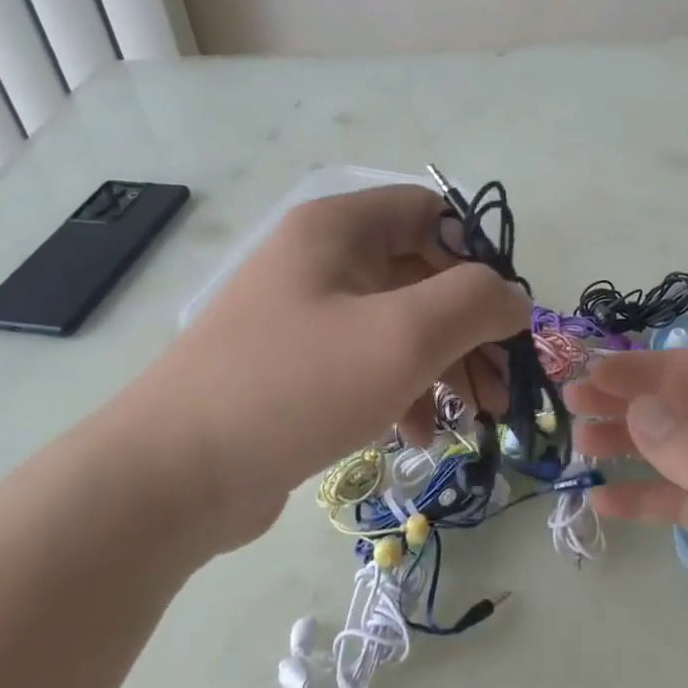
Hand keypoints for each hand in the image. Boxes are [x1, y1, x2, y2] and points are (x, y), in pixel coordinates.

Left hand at [95, 186, 529, 556]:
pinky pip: (368, 363)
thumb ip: (474, 303)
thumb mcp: (402, 336)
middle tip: (501, 385)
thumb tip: (513, 297)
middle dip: (469, 329)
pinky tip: (419, 435)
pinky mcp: (296, 368)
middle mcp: (320, 260)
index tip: (504, 313)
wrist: (174, 474)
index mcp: (338, 228)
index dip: (477, 256)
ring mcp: (304, 315)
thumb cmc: (296, 386)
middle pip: (421, 275)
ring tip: (473, 417)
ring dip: (444, 366)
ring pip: (399, 324)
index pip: (430, 213)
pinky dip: (403, 391)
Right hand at [568, 350, 687, 687]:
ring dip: (630, 445)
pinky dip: (644, 499)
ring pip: (679, 454)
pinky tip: (605, 502)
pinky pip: (682, 505)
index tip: (596, 374)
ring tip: (579, 445)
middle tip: (572, 404)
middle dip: (631, 402)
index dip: (652, 370)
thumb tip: (638, 409)